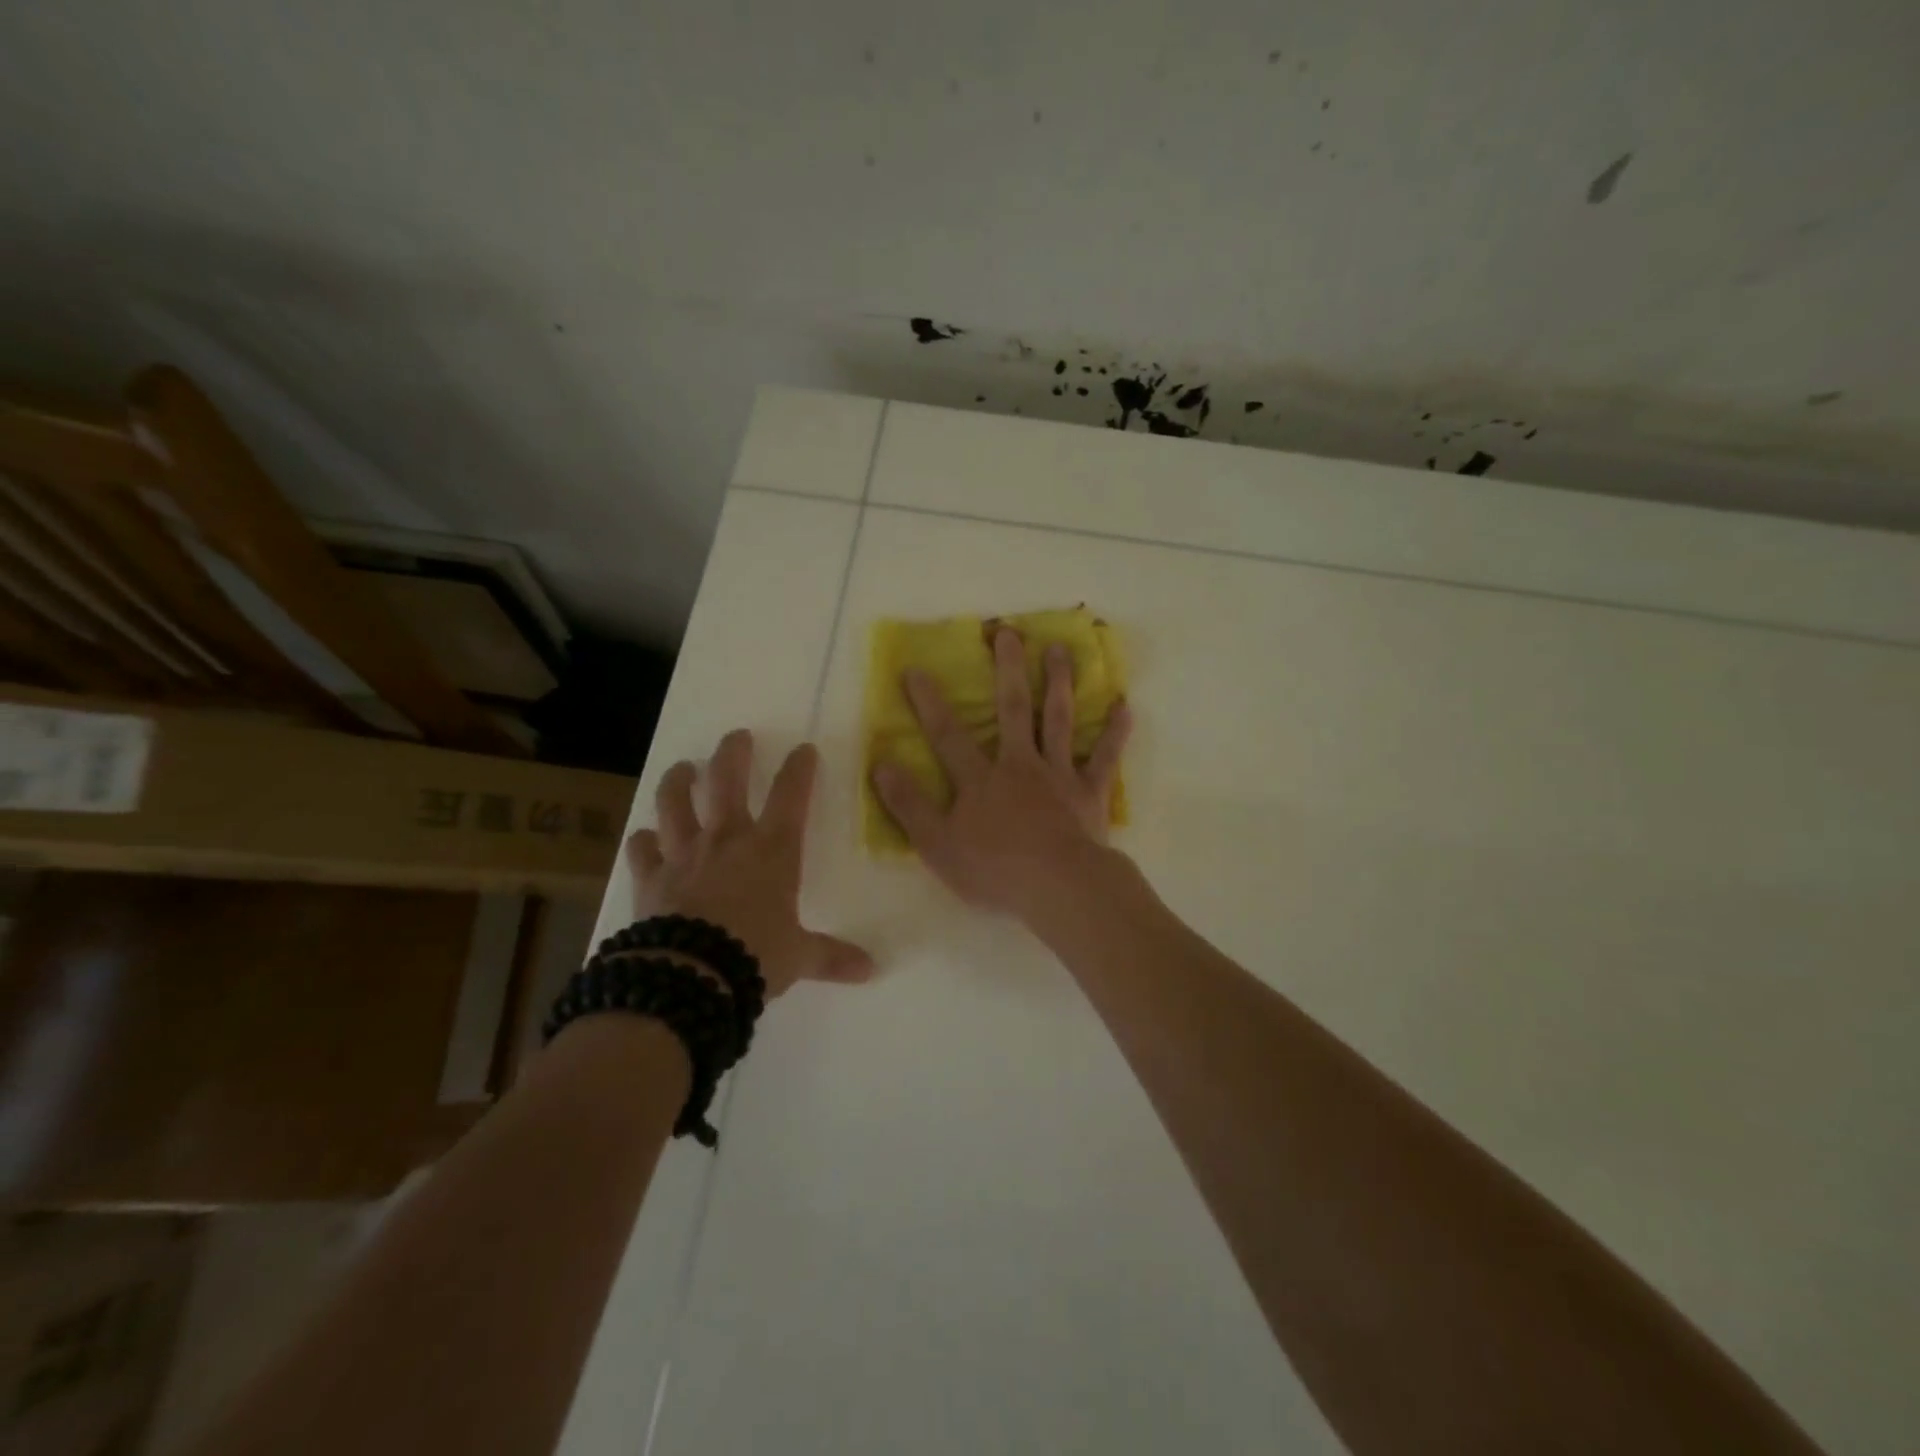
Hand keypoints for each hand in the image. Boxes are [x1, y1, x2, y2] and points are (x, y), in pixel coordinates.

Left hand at [628, 731, 873, 996]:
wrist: (690, 978)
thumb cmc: (755, 957)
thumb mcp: (800, 957)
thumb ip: (832, 956)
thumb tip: (872, 970)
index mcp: (772, 850)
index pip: (791, 795)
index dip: (799, 768)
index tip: (804, 749)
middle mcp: (728, 839)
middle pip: (727, 780)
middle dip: (733, 753)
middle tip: (737, 736)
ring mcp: (685, 854)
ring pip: (675, 802)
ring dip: (679, 781)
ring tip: (683, 769)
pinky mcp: (651, 878)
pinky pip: (642, 850)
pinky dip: (643, 842)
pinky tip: (644, 838)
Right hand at [871, 627, 1131, 920]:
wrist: (1059, 888)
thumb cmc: (995, 871)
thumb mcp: (937, 845)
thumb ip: (909, 805)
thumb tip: (881, 765)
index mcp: (980, 779)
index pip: (947, 734)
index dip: (929, 702)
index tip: (916, 669)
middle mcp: (1019, 764)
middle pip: (1013, 709)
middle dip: (1008, 669)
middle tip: (1008, 632)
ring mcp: (1059, 775)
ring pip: (1058, 721)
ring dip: (1059, 683)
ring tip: (1060, 650)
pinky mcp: (1090, 792)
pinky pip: (1104, 757)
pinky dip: (1114, 732)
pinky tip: (1123, 706)